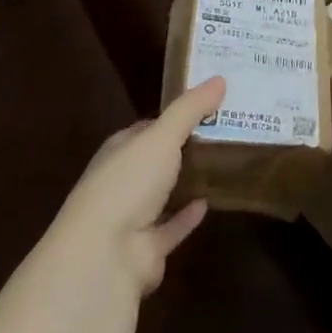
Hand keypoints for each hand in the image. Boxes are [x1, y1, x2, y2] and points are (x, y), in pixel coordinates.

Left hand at [50, 76, 224, 296]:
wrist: (105, 254)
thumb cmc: (128, 184)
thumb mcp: (162, 137)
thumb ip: (190, 109)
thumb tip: (219, 78)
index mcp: (119, 151)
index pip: (148, 128)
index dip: (175, 117)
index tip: (209, 106)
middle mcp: (122, 181)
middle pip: (157, 160)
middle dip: (185, 148)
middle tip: (226, 133)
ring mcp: (132, 217)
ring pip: (164, 195)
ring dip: (186, 183)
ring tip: (223, 165)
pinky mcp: (147, 248)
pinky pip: (172, 227)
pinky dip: (187, 217)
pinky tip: (209, 202)